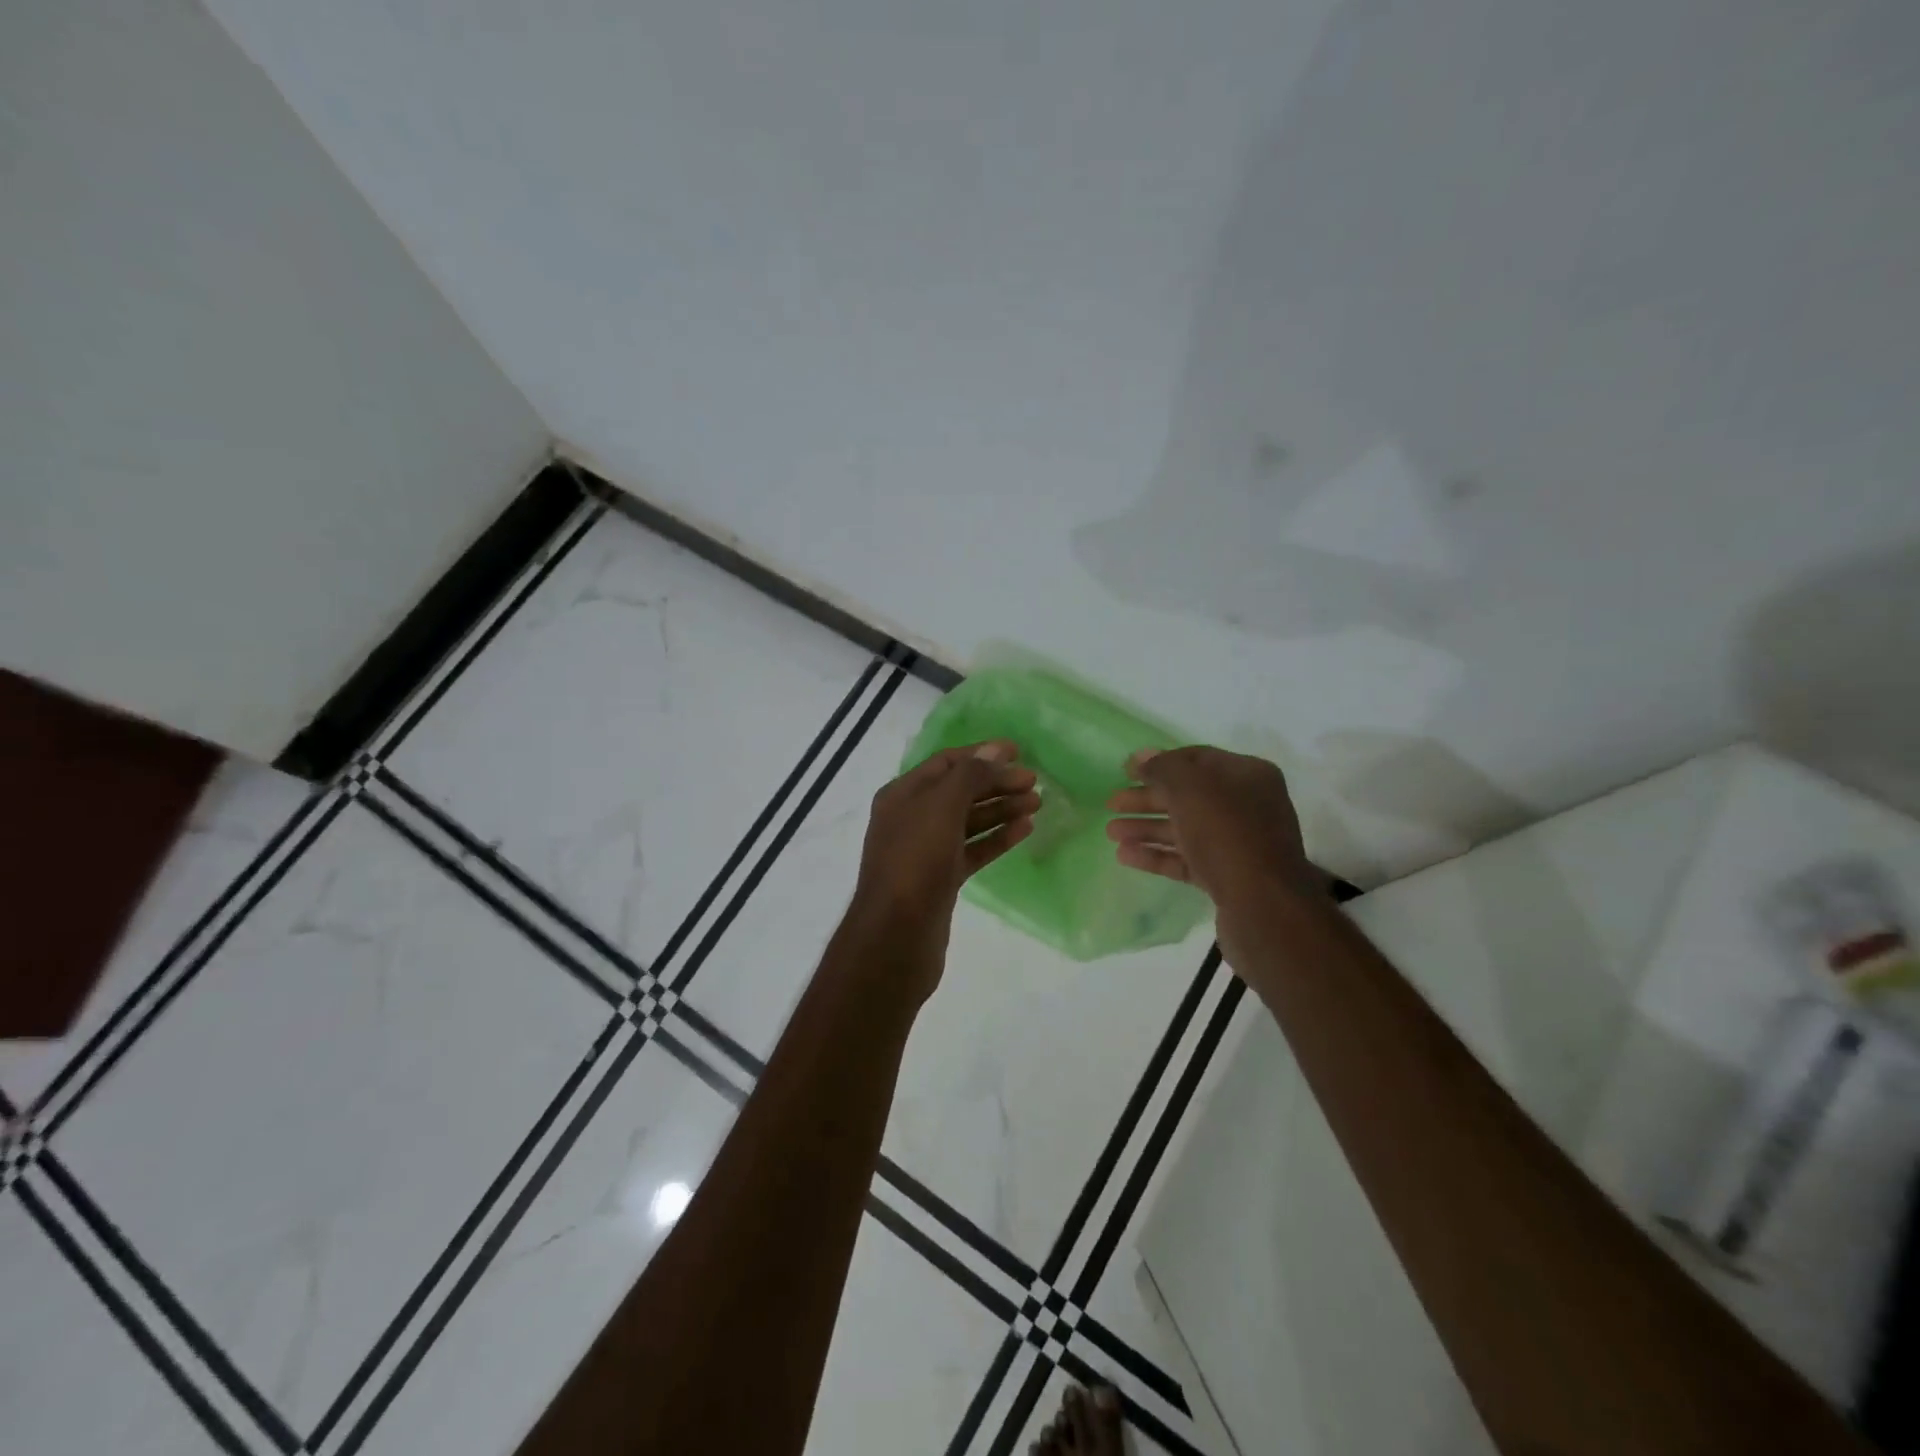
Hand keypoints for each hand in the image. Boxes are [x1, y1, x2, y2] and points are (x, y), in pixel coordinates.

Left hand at [844, 741, 1038, 1000]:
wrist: (896, 936)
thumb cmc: (915, 861)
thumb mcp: (941, 807)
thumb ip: (969, 775)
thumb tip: (994, 750)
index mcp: (903, 794)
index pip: (947, 762)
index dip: (982, 754)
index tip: (1019, 752)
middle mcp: (912, 817)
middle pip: (960, 790)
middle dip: (997, 782)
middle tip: (1035, 782)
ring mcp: (926, 850)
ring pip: (969, 821)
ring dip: (1002, 809)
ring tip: (1037, 803)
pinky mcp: (941, 879)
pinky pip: (973, 849)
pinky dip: (997, 838)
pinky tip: (1024, 830)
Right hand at [1105, 746, 1317, 911]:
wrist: (1264, 906)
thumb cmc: (1227, 834)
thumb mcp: (1190, 788)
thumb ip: (1162, 768)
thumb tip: (1141, 757)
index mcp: (1247, 776)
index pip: (1196, 759)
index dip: (1158, 763)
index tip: (1124, 771)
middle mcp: (1246, 806)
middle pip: (1187, 796)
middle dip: (1147, 799)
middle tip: (1111, 804)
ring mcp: (1238, 844)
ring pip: (1184, 829)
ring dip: (1146, 828)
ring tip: (1110, 833)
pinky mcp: (1227, 877)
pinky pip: (1186, 859)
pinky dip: (1157, 855)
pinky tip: (1125, 856)